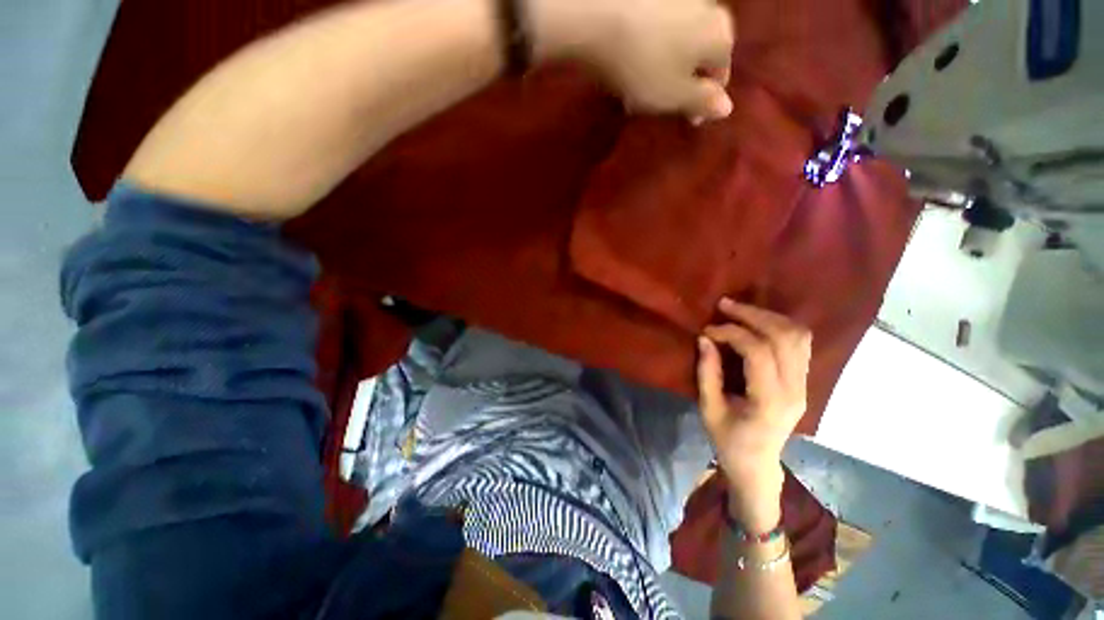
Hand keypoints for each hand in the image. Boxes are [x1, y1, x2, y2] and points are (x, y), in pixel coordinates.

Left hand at [530, 0, 734, 122]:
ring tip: (644, 85)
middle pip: (700, 56)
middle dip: (684, 82)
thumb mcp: (676, 96)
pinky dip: (652, 47)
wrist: (601, 18)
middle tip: (662, 104)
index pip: (720, 76)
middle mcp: (708, 9)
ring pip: (680, 42)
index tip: (687, 119)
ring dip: (667, 65)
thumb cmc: (645, 66)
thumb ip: (703, 102)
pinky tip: (634, 59)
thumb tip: (727, 107)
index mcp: (720, 37)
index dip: (703, 101)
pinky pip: (659, 28)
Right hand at [697, 298, 811, 528]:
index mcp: (770, 401)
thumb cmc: (728, 441)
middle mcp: (795, 389)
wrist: (758, 465)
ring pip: (798, 336)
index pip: (758, 352)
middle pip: (784, 337)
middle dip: (752, 315)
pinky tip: (758, 322)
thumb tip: (705, 339)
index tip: (708, 330)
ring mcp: (804, 385)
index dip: (732, 333)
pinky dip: (780, 326)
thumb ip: (707, 372)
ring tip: (741, 310)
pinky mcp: (804, 381)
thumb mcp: (709, 409)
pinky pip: (800, 344)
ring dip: (769, 317)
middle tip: (725, 305)